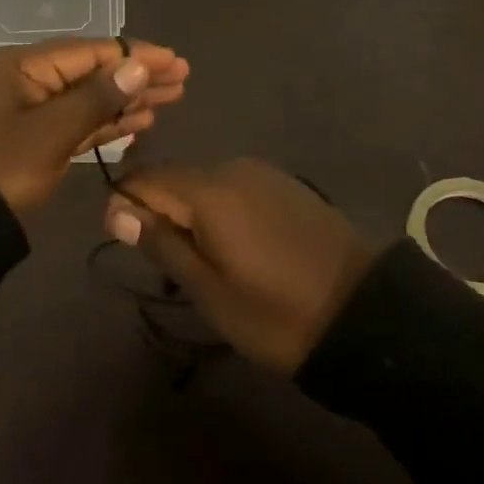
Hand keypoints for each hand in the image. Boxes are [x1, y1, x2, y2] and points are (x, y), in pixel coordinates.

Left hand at [0, 38, 188, 214]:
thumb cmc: (0, 167)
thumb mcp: (51, 131)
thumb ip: (97, 98)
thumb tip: (137, 65)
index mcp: (23, 65)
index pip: (90, 51)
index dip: (135, 55)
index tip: (175, 61)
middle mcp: (26, 80)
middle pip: (91, 72)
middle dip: (135, 76)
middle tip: (182, 80)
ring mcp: (27, 111)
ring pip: (86, 98)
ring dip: (125, 100)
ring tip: (169, 100)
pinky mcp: (31, 140)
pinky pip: (74, 122)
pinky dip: (105, 123)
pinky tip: (137, 123)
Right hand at [104, 159, 382, 373]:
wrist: (367, 315)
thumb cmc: (277, 313)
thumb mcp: (209, 290)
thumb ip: (162, 242)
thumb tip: (116, 209)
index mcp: (208, 190)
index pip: (144, 178)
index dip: (125, 205)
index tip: (127, 243)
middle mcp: (232, 168)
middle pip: (173, 178)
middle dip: (160, 213)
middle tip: (169, 266)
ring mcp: (263, 173)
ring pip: (203, 184)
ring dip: (191, 214)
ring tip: (203, 263)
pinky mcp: (285, 185)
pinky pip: (233, 188)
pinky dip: (220, 212)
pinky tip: (238, 248)